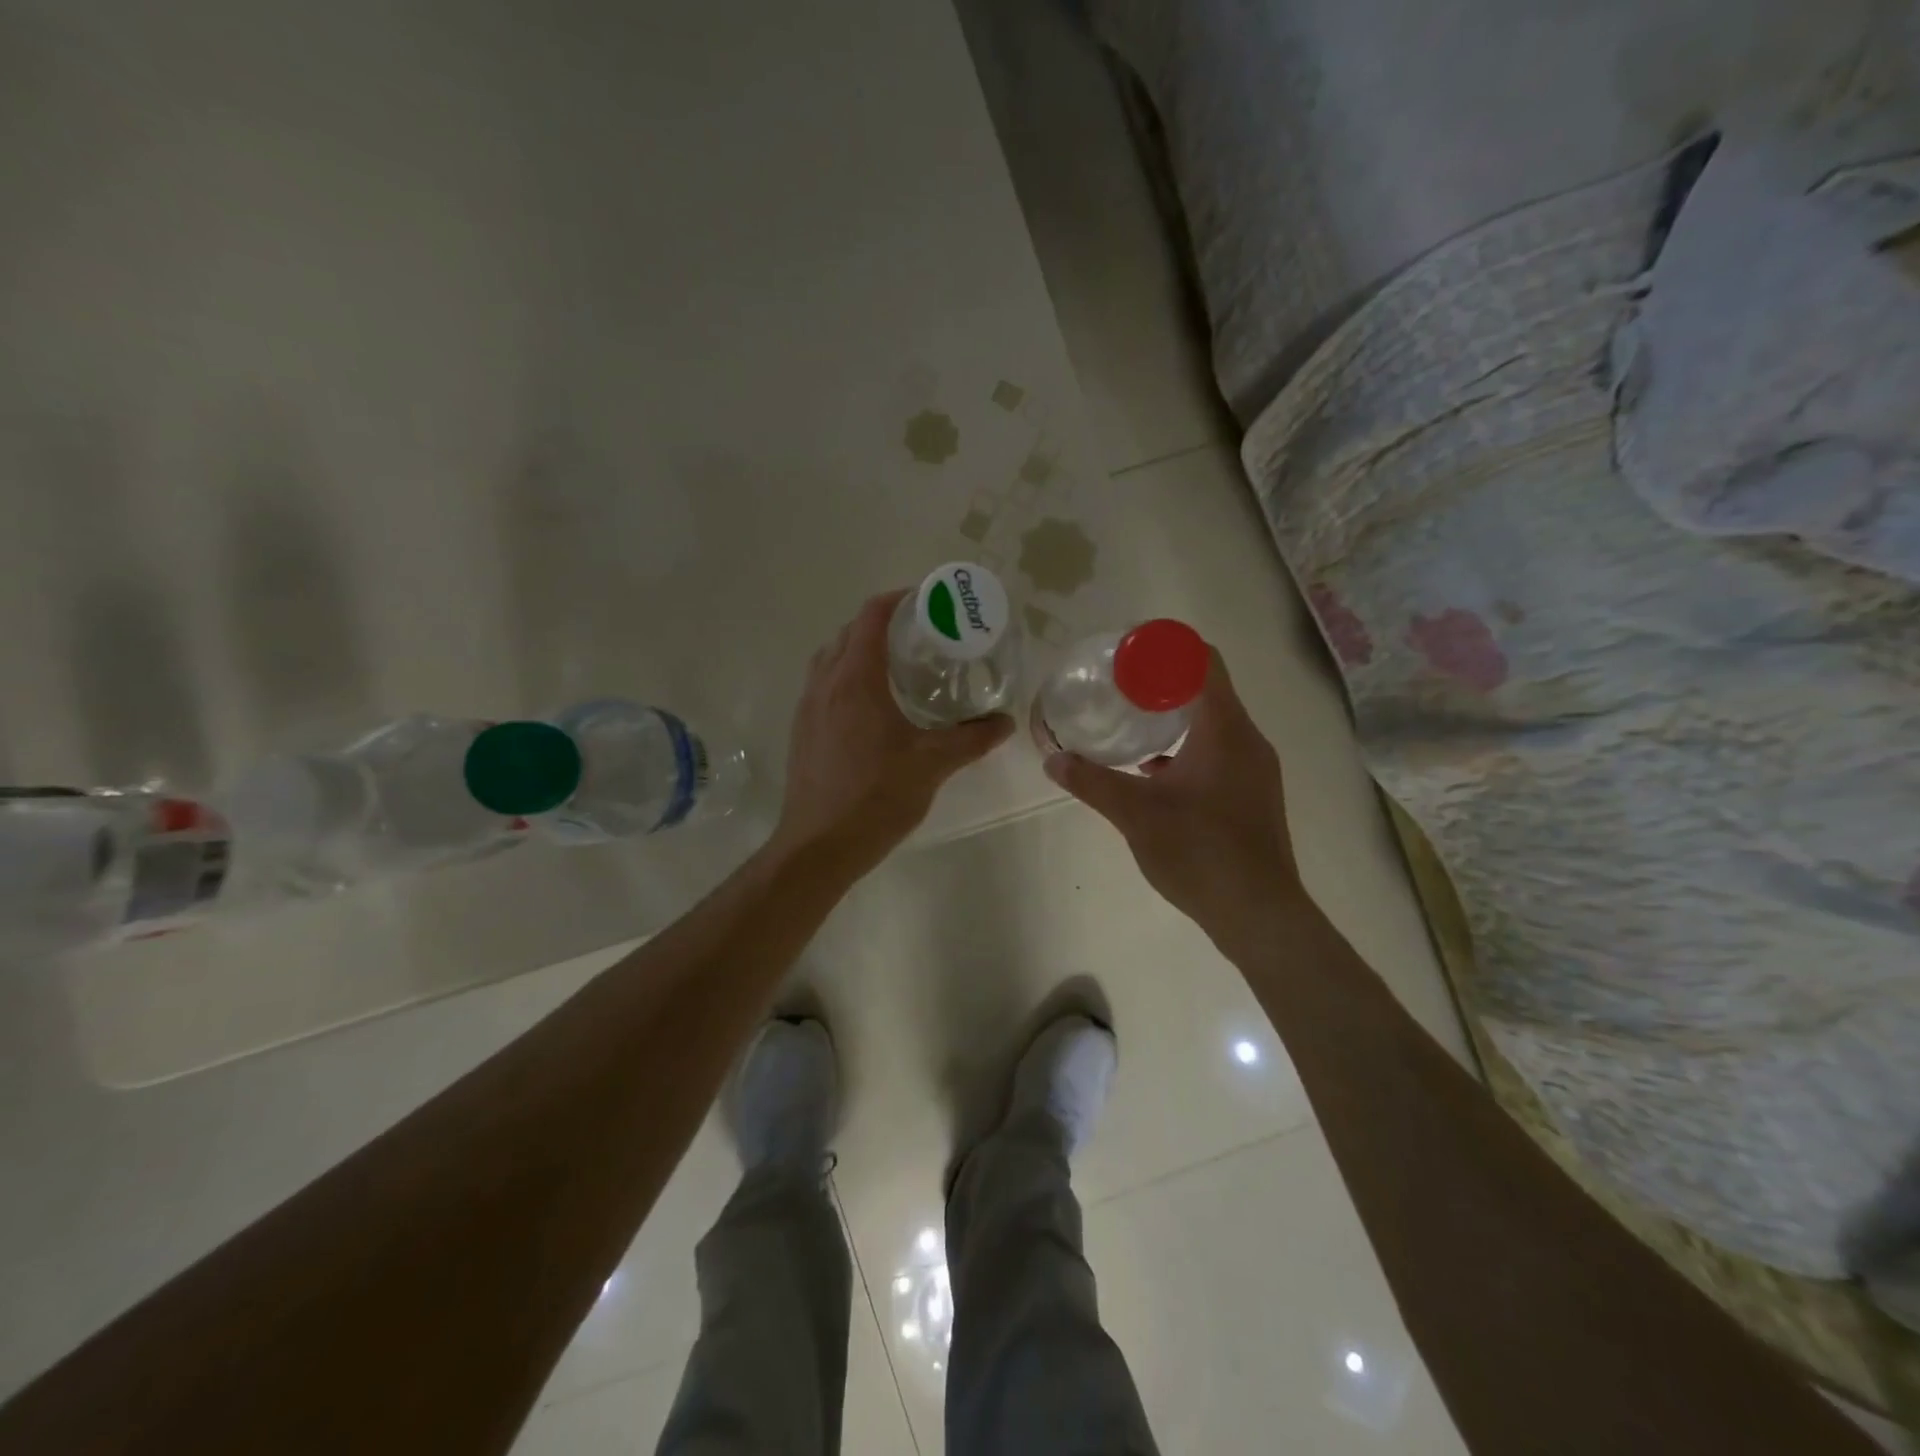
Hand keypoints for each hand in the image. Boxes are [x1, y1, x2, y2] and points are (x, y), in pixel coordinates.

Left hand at [772, 590, 1013, 876]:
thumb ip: (972, 738)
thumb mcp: (933, 764)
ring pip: (831, 659)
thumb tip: (1006, 722)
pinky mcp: (802, 731)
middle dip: (882, 624)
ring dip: (860, 650)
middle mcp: (825, 684)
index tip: (928, 602)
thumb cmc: (875, 797)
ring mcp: (807, 708)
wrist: (819, 846)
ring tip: (897, 666)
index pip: (872, 617)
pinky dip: (846, 677)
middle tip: (921, 635)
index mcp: (855, 679)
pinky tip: (873, 707)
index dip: (898, 599)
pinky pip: (823, 686)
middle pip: (849, 633)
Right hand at [1044, 647, 1298, 957]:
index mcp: (1225, 730)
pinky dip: (1188, 750)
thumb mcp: (1135, 813)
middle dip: (1164, 683)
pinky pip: (1219, 754)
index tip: (1130, 651)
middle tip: (1121, 687)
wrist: (1258, 913)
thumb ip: (1092, 782)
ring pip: (1214, 725)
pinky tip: (1155, 773)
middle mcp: (1248, 741)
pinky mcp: (1253, 796)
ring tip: (1133, 725)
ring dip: (1176, 719)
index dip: (1169, 648)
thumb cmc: (1200, 851)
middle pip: (1209, 690)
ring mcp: (1255, 771)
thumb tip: (1052, 759)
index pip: (1205, 662)